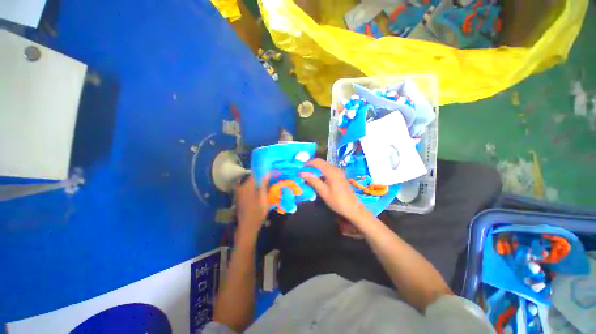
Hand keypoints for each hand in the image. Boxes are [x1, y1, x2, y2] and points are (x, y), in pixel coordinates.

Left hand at [234, 175, 268, 242]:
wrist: (247, 226)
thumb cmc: (257, 211)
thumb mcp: (263, 197)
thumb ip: (264, 184)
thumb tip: (268, 172)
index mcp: (247, 186)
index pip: (255, 174)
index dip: (263, 173)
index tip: (269, 173)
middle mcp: (241, 187)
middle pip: (252, 179)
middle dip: (260, 179)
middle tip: (269, 181)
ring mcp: (239, 193)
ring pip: (249, 185)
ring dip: (257, 185)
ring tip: (265, 186)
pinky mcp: (239, 198)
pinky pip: (247, 190)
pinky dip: (253, 190)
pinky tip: (259, 193)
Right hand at [300, 158, 366, 220]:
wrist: (353, 208)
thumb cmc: (337, 201)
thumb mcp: (323, 192)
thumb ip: (313, 181)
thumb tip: (302, 172)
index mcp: (331, 171)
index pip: (317, 161)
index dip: (308, 163)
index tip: (300, 169)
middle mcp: (335, 169)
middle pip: (321, 163)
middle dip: (311, 166)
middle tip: (302, 173)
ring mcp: (338, 172)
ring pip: (324, 166)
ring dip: (315, 169)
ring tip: (308, 177)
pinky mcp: (340, 176)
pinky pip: (328, 170)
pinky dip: (321, 173)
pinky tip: (317, 180)